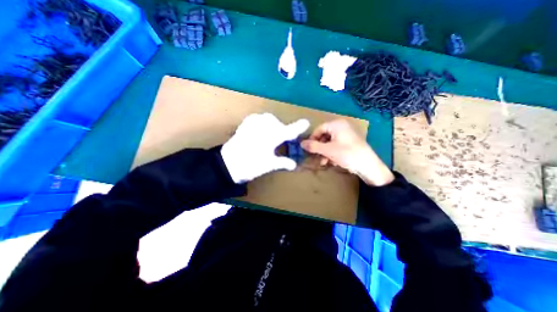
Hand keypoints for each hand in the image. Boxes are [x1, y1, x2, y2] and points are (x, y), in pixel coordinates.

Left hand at [221, 113, 308, 184]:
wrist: (227, 165)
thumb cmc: (250, 166)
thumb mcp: (268, 165)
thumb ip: (282, 162)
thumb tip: (294, 164)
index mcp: (271, 139)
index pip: (288, 131)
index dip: (297, 127)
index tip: (306, 123)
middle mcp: (262, 129)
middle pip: (276, 122)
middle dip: (281, 129)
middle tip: (281, 138)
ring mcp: (252, 126)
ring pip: (266, 118)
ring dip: (271, 124)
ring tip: (270, 133)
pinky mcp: (243, 126)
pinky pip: (255, 118)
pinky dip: (260, 122)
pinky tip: (259, 128)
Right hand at [300, 118, 394, 186]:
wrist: (368, 166)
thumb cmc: (347, 154)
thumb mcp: (327, 150)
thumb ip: (313, 146)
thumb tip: (301, 143)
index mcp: (337, 124)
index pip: (319, 129)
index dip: (312, 139)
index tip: (308, 149)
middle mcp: (342, 127)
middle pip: (324, 136)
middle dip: (319, 148)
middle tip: (316, 157)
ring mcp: (347, 135)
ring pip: (330, 142)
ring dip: (325, 152)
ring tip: (324, 162)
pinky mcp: (350, 143)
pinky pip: (337, 145)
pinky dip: (332, 153)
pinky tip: (332, 162)